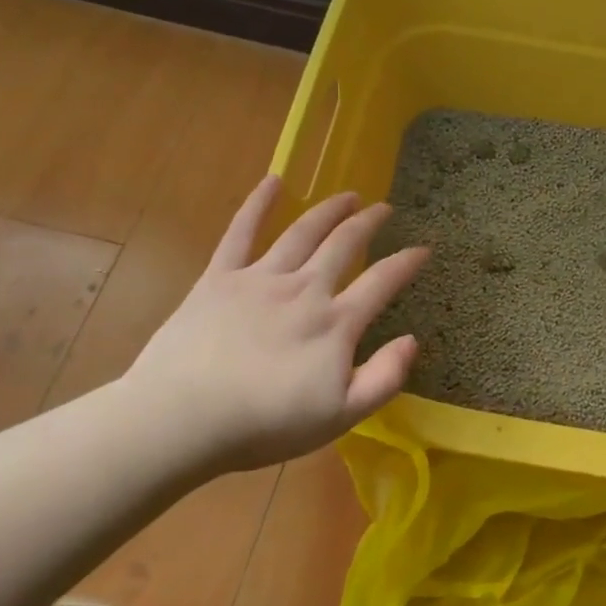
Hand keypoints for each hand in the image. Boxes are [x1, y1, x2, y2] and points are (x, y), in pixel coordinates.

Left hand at [122, 175, 428, 470]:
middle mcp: (304, 289)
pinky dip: (258, 204)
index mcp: (335, 323)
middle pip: (344, 245)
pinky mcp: (219, 278)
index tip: (423, 249)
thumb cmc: (264, 424)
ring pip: (303, 232)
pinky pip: (241, 232)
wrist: (181, 419)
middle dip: (369, 223)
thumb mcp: (340, 416)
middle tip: (384, 209)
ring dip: (329, 210)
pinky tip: (273, 181)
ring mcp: (261, 279)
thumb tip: (412, 340)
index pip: (382, 282)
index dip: (407, 263)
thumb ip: (383, 378)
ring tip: (348, 196)